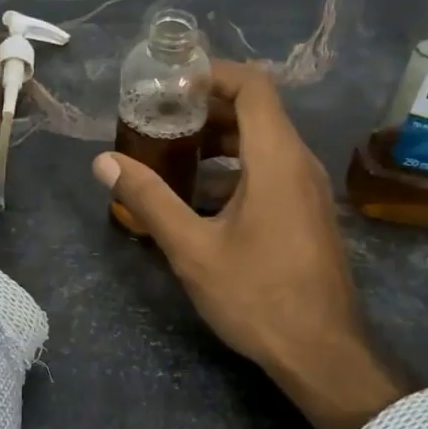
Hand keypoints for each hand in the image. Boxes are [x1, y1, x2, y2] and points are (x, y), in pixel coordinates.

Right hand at [90, 62, 406, 428]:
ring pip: (262, 143)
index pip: (252, 86)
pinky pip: (270, 170)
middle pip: (255, 111)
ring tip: (170, 155)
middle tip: (158, 120)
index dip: (211, 75)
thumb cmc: (258, 295)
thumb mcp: (192, 248)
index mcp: (277, 158)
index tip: (169, 85)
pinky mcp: (307, 213)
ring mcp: (308, 190)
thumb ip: (148, 199)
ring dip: (218, 141)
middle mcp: (299, 163)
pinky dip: (233, 169)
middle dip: (205, 109)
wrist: (322, 353)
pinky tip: (197, 197)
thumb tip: (104, 161)